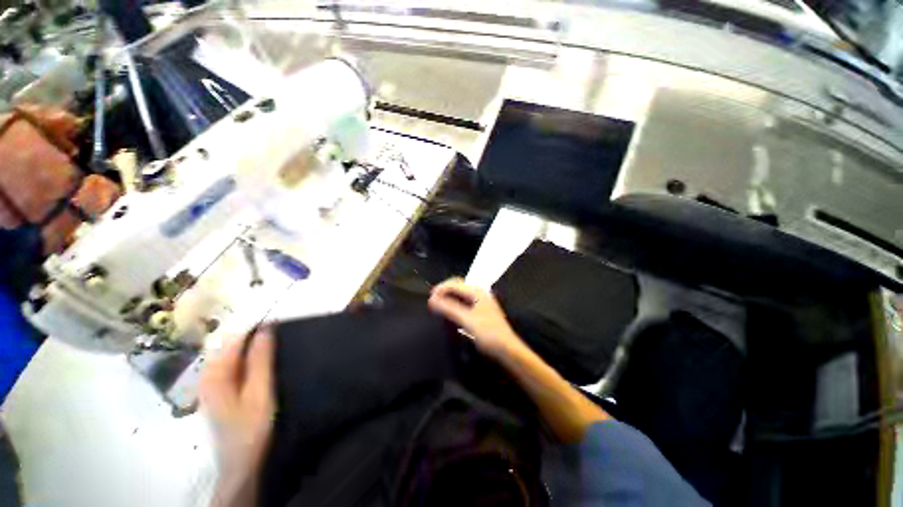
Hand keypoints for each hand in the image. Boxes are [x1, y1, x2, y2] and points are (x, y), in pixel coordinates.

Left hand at [200, 328, 274, 478]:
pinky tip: (263, 360)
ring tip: (276, 342)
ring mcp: (212, 382)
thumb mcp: (259, 392)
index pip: (233, 338)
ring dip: (252, 345)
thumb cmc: (251, 427)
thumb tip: (266, 329)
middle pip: (231, 344)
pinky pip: (234, 364)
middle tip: (279, 332)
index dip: (255, 326)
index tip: (278, 320)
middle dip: (254, 335)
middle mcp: (208, 373)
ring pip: (233, 353)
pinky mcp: (220, 389)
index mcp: (214, 373)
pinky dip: (249, 357)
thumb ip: (260, 360)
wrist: (241, 462)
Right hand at [428, 278, 524, 358]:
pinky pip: (465, 300)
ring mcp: (481, 300)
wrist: (507, 349)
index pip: (454, 283)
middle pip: (458, 285)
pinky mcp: (481, 309)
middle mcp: (480, 292)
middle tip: (432, 300)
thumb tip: (432, 299)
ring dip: (449, 296)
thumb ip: (449, 308)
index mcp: (477, 291)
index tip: (429, 298)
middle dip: (444, 290)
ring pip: (461, 293)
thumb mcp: (466, 320)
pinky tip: (450, 310)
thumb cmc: (488, 333)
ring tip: (439, 304)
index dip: (440, 289)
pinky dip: (455, 303)